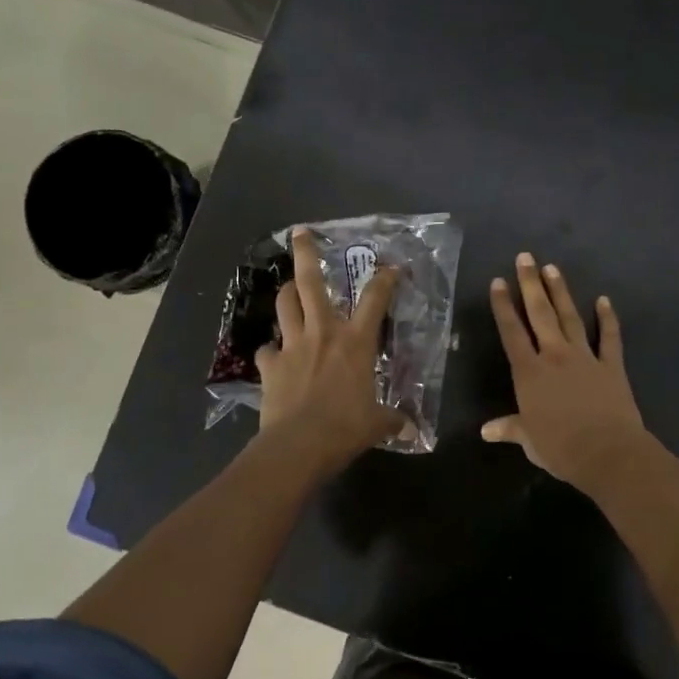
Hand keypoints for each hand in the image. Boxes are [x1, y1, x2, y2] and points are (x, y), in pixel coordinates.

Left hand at [256, 228, 406, 474]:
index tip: (392, 267)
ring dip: (287, 293)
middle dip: (306, 253)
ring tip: (290, 289)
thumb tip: (411, 428)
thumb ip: (393, 419)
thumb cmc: (346, 427)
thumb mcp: (377, 423)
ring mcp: (292, 346)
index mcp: (355, 341)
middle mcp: (323, 333)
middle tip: (300, 233)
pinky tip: (275, 356)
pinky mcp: (270, 365)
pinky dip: (272, 349)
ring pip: (284, 305)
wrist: (299, 445)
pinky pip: (267, 349)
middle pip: (310, 282)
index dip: (385, 278)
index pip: (375, 299)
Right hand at [483, 253, 648, 489]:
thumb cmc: (560, 448)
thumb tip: (486, 431)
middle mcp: (555, 356)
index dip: (503, 306)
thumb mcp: (529, 440)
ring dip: (561, 292)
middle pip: (540, 314)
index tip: (498, 282)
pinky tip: (604, 300)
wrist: (607, 452)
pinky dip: (608, 318)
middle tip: (525, 257)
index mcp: (530, 373)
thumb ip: (510, 428)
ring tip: (552, 268)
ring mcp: (585, 357)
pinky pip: (609, 337)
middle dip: (530, 284)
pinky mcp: (611, 365)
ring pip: (570, 317)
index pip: (512, 333)